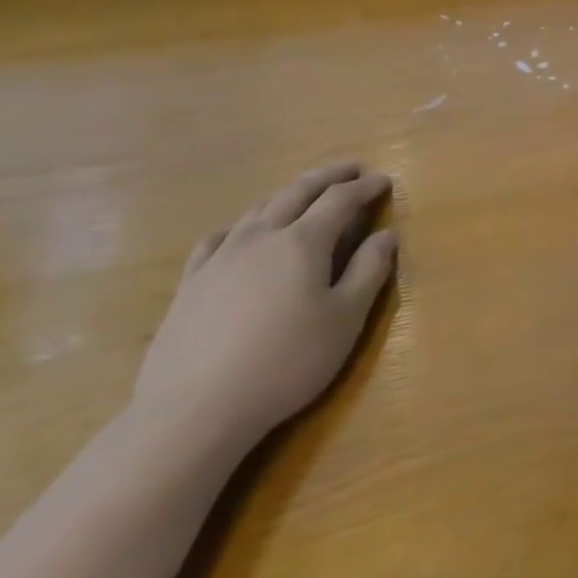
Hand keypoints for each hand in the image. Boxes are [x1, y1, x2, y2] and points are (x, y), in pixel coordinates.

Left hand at [133, 163, 398, 450]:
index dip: (364, 188)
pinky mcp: (191, 283)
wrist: (195, 408)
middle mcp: (261, 237)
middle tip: (350, 169)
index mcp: (303, 242)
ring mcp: (220, 257)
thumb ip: (369, 271)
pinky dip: (240, 226)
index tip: (383, 181)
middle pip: (297, 193)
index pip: (340, 200)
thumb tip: (386, 235)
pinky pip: (217, 238)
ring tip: (303, 195)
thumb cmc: (287, 362)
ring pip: (258, 210)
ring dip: (287, 195)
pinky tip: (239, 235)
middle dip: (328, 177)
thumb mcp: (345, 319)